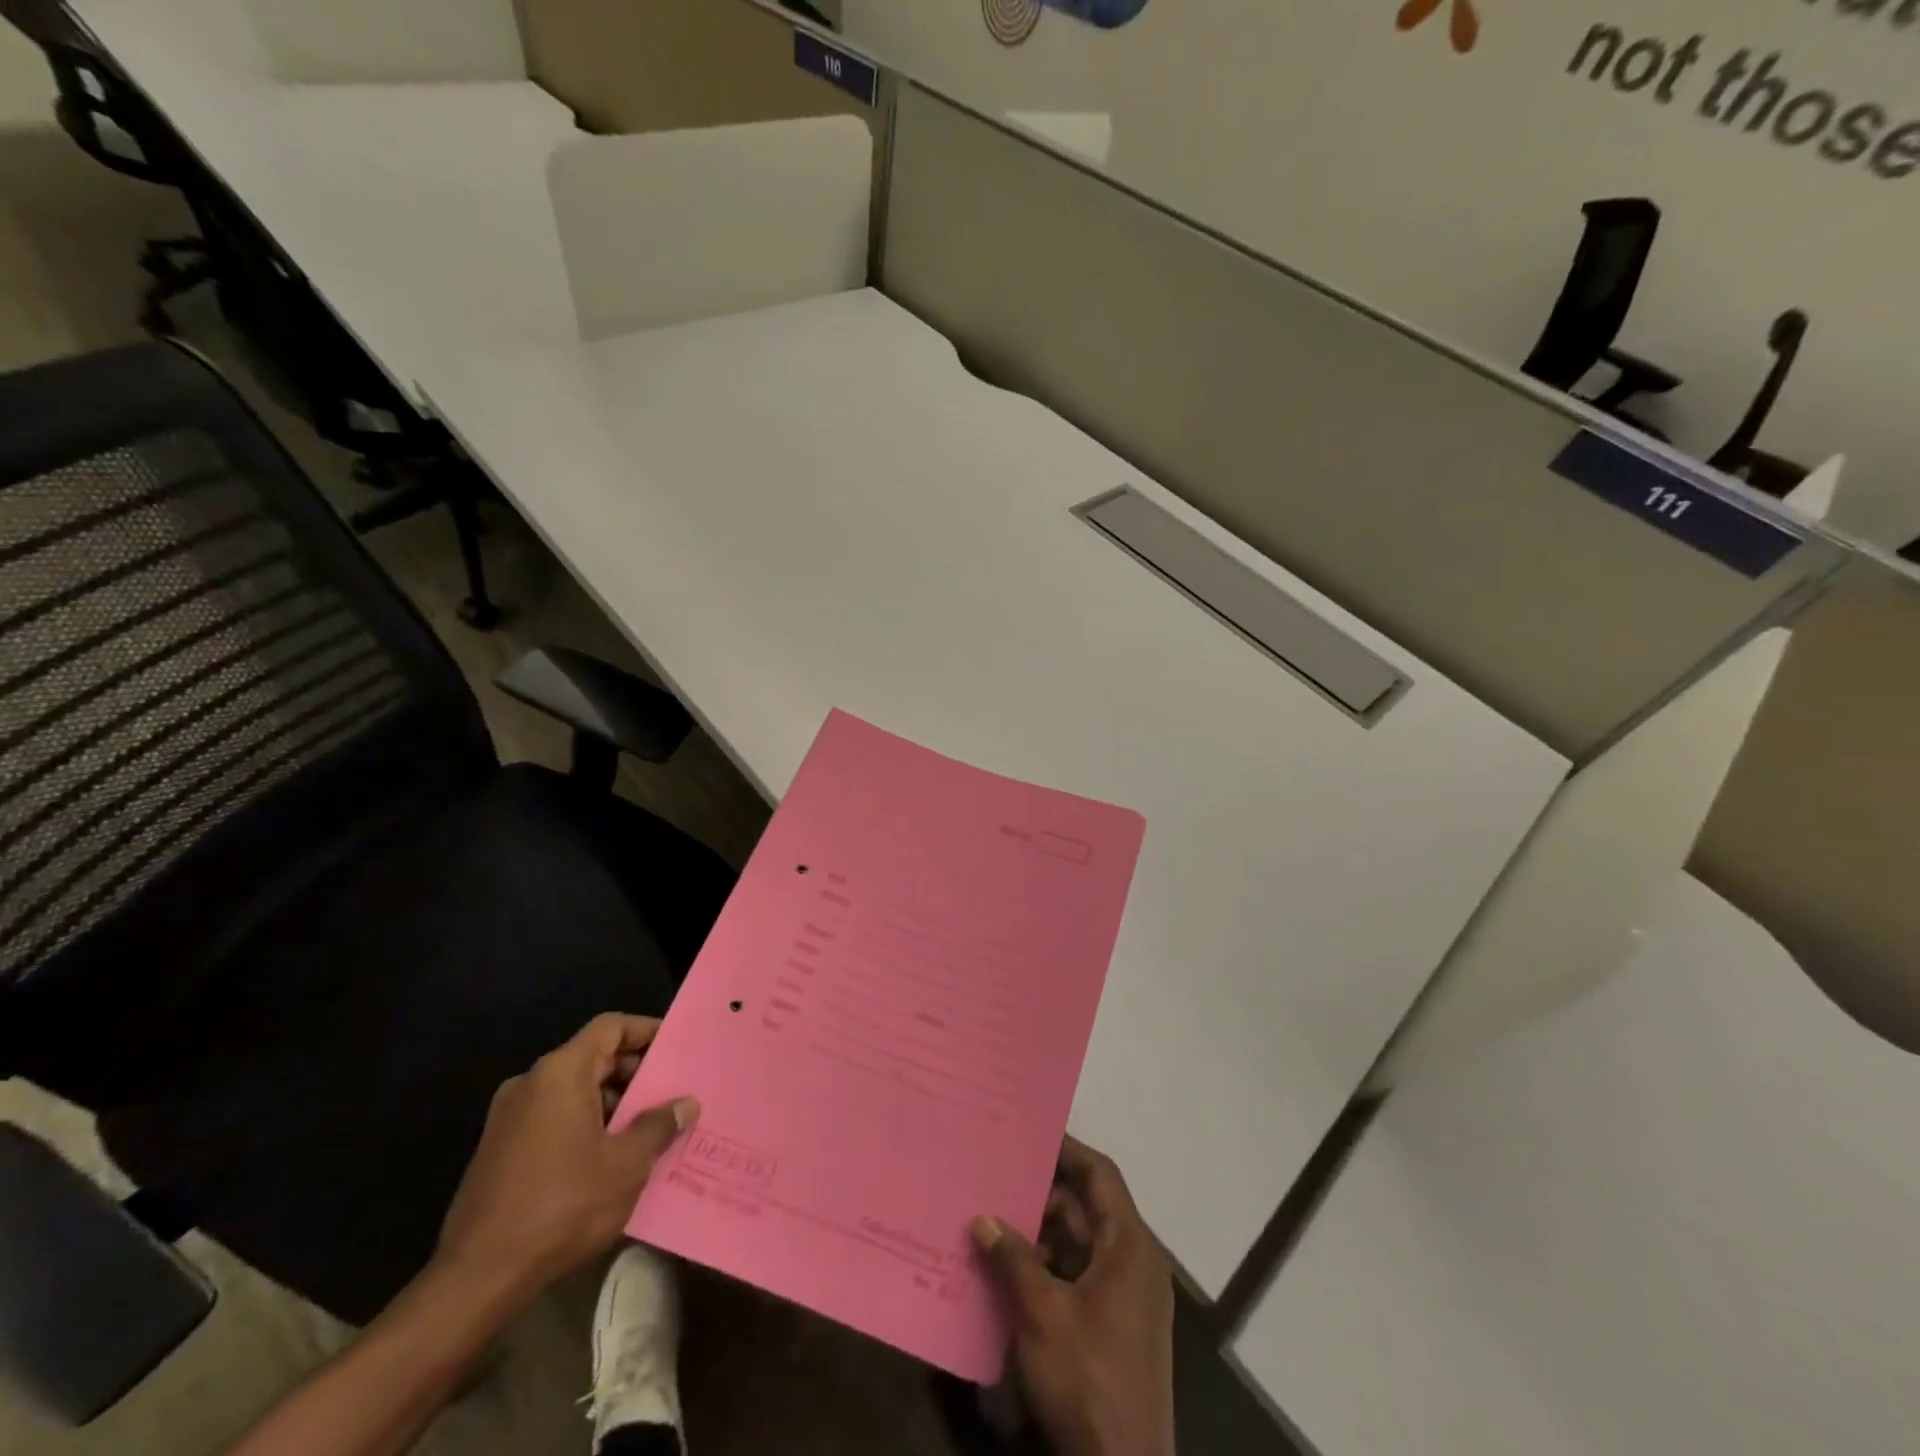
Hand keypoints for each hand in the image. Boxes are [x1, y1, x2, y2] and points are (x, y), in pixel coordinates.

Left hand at [435, 1013, 697, 1300]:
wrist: (476, 1279)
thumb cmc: (562, 1206)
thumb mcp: (626, 1165)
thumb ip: (659, 1125)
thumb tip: (686, 1104)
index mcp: (560, 1073)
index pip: (611, 1027)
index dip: (646, 1030)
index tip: (675, 1047)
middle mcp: (530, 1083)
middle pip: (592, 1057)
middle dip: (633, 1072)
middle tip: (670, 1092)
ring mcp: (509, 1118)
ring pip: (573, 1090)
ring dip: (611, 1102)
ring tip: (648, 1128)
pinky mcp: (498, 1151)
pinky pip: (553, 1118)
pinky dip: (585, 1124)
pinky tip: (610, 1157)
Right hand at [974, 1138, 1175, 1455]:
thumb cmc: (1088, 1379)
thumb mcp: (1042, 1313)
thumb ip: (1012, 1259)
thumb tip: (983, 1217)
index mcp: (1129, 1246)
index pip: (1101, 1175)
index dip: (1068, 1150)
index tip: (1031, 1133)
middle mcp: (1133, 1263)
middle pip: (1087, 1209)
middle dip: (1042, 1195)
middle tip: (998, 1176)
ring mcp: (1126, 1299)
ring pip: (1079, 1246)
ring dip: (1040, 1235)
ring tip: (993, 1219)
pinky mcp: (1113, 1329)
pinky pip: (1078, 1278)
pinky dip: (1047, 1269)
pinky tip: (1008, 1270)